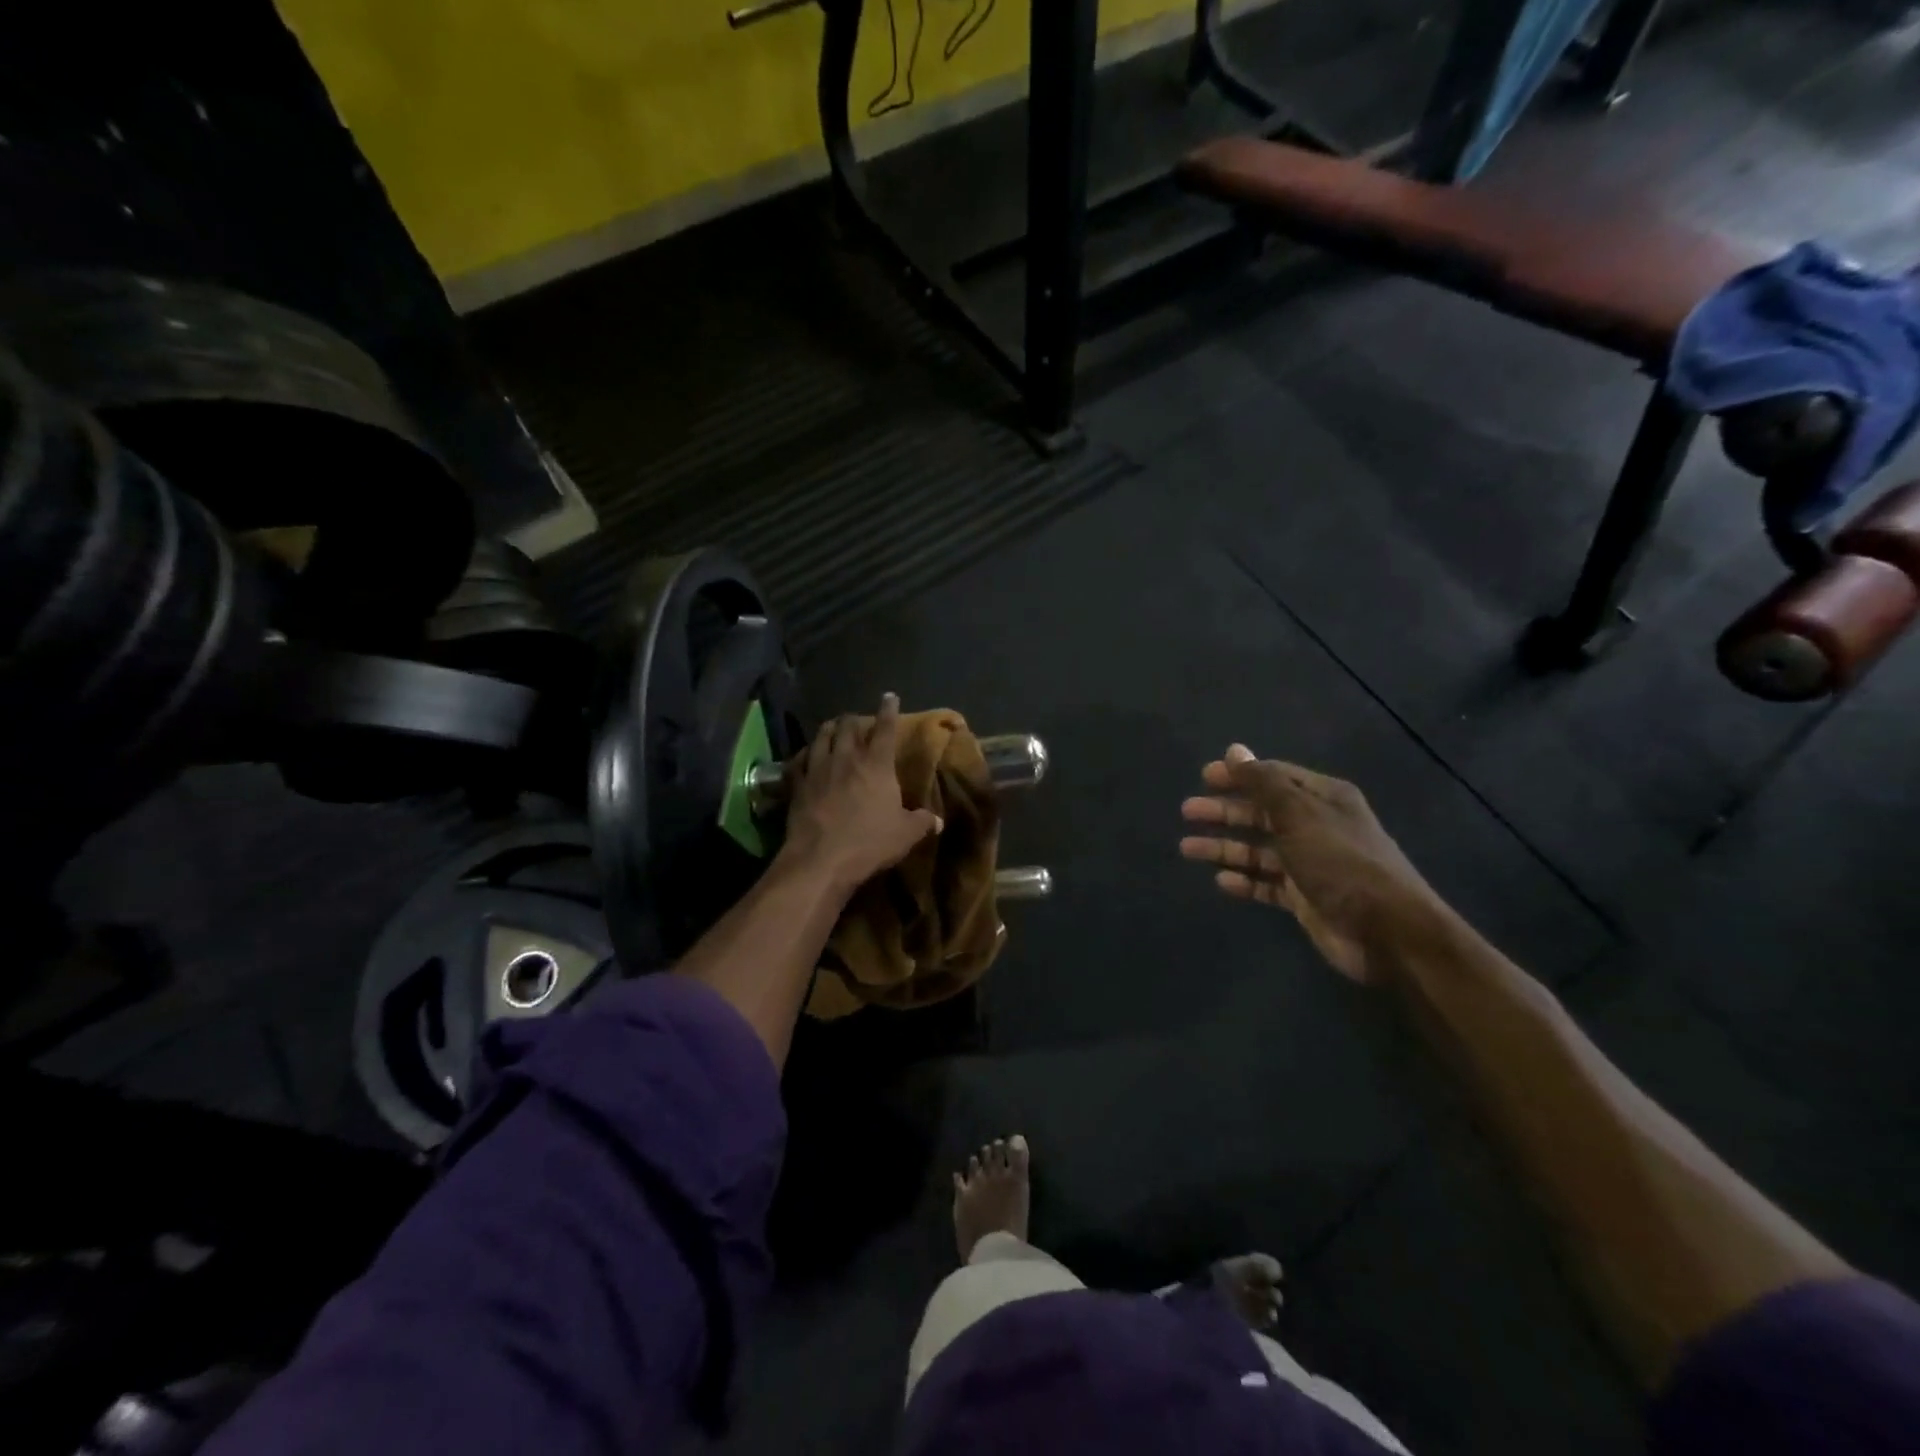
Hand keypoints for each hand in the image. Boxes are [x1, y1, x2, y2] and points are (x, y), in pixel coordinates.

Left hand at [780, 693, 942, 891]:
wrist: (820, 859)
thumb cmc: (869, 843)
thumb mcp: (905, 835)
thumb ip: (922, 822)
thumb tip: (938, 820)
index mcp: (876, 765)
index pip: (885, 729)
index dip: (888, 710)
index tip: (889, 696)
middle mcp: (846, 759)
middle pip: (848, 727)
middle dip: (854, 719)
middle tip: (857, 720)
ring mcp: (818, 769)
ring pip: (821, 737)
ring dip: (829, 729)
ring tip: (832, 727)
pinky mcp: (797, 785)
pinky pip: (798, 761)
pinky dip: (804, 754)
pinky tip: (805, 756)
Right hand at [1180, 745, 1441, 981]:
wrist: (1387, 931)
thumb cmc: (1340, 861)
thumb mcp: (1298, 814)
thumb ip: (1263, 782)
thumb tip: (1234, 749)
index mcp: (1323, 798)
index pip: (1274, 776)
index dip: (1239, 774)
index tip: (1204, 777)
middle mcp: (1316, 826)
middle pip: (1261, 812)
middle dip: (1224, 811)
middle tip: (1187, 811)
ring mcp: (1310, 863)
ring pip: (1258, 849)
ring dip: (1224, 847)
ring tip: (1188, 848)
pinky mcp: (1304, 897)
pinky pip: (1266, 884)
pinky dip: (1244, 880)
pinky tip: (1220, 880)